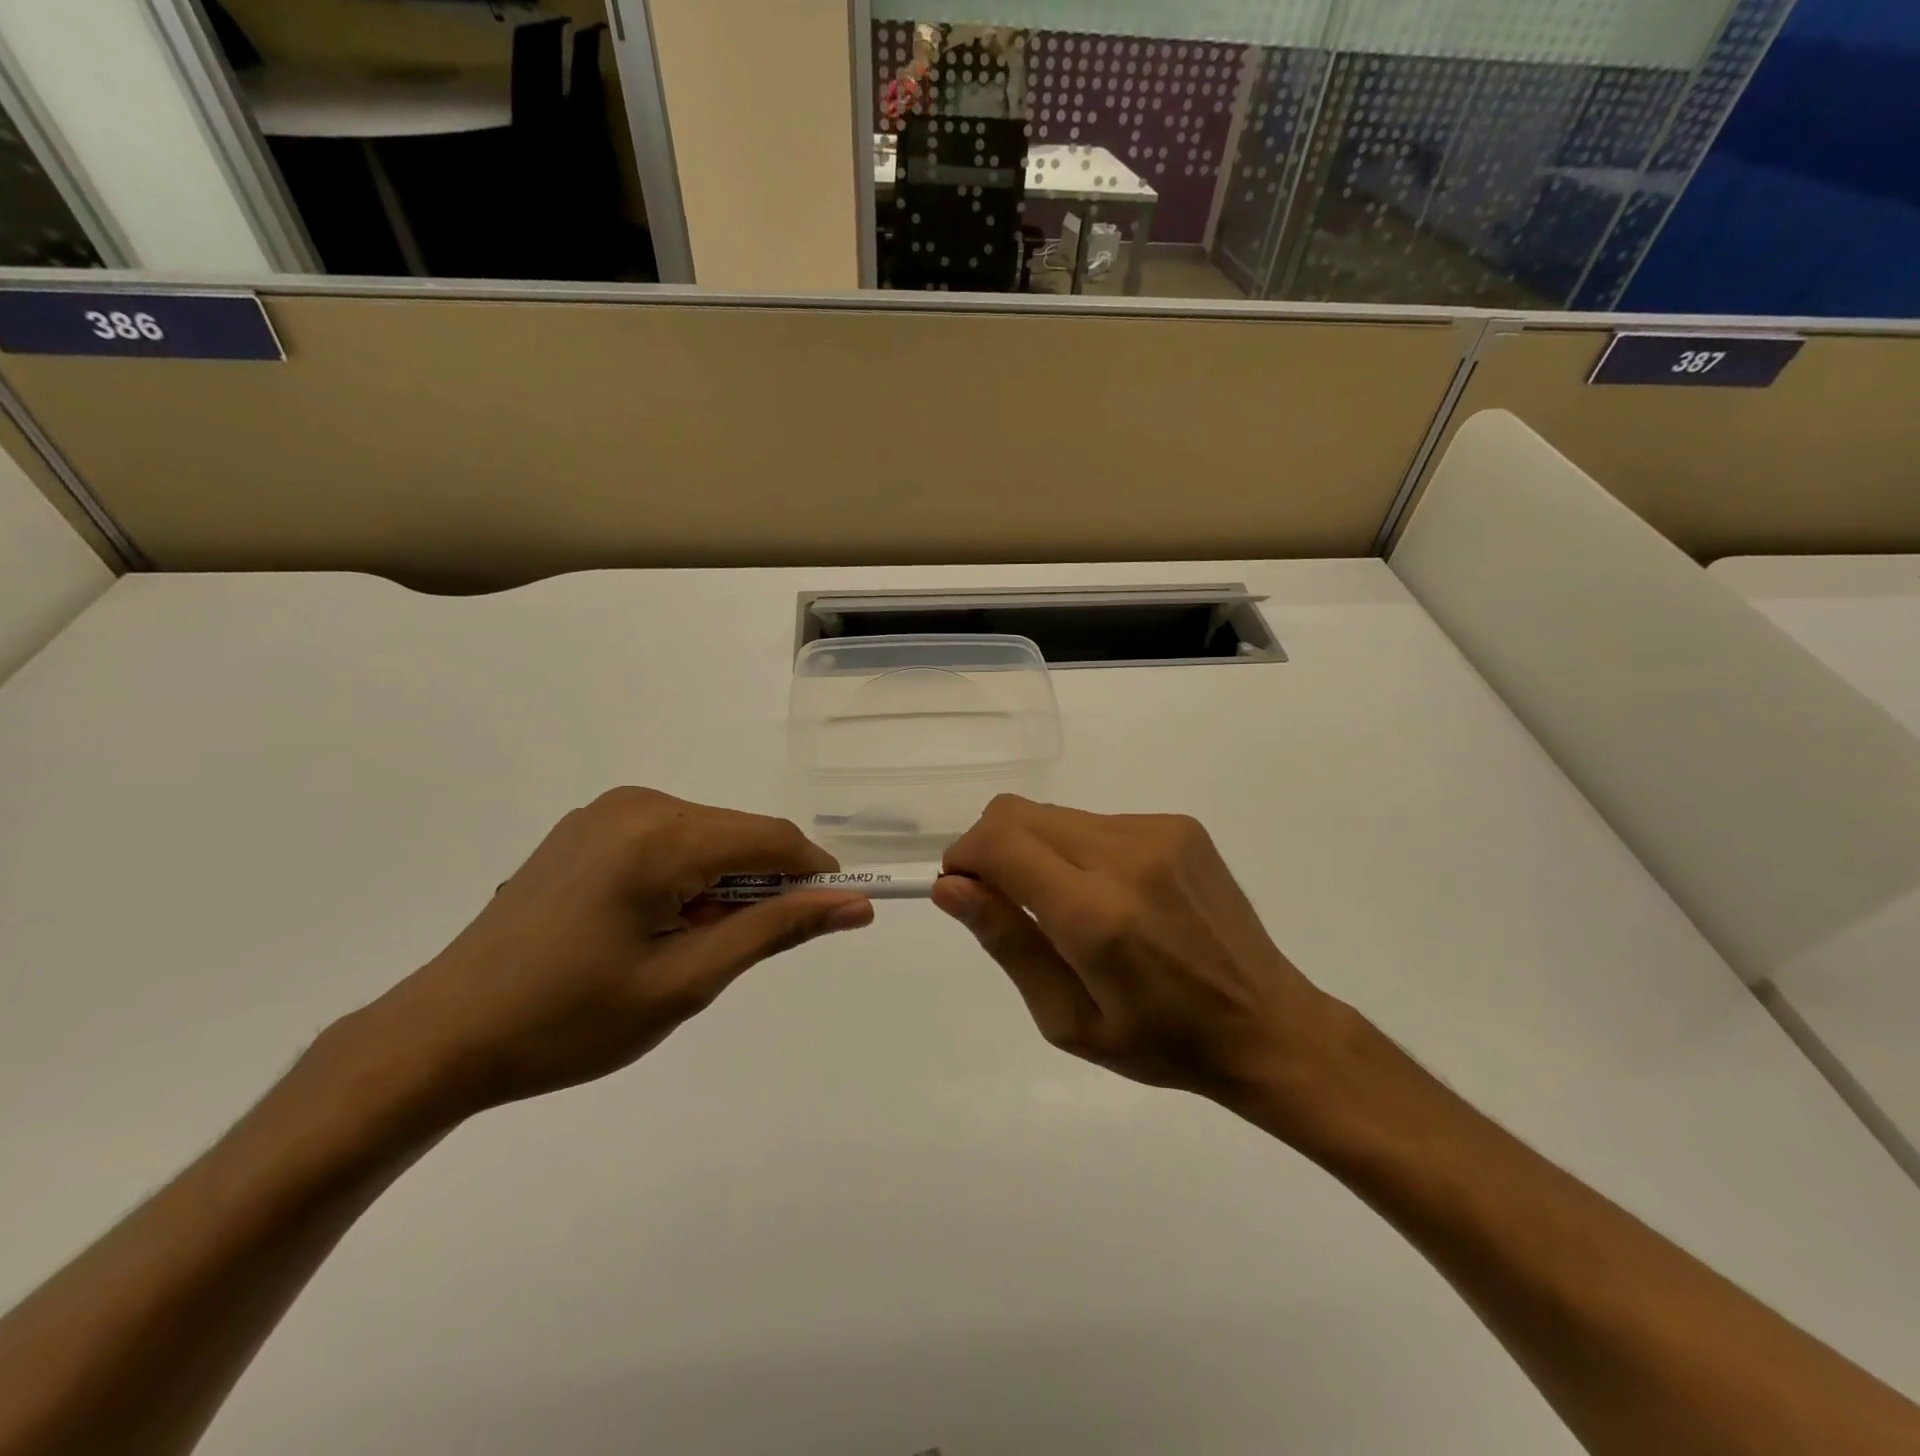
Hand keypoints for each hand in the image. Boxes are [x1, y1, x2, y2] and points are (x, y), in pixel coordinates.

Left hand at [346, 789, 874, 1120]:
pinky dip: (686, 876)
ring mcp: (606, 811)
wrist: (442, 1037)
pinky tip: (652, 925)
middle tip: (739, 951)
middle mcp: (637, 803)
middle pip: (739, 834)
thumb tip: (854, 904)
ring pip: (707, 837)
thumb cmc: (570, 1020)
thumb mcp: (687, 981)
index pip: (773, 838)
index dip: (814, 875)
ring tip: (687, 947)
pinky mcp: (586, 828)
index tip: (833, 917)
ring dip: (722, 884)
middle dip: (762, 885)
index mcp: (660, 835)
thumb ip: (776, 930)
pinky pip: (668, 839)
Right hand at [934, 796, 1341, 1116]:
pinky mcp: (1180, 824)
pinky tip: (1111, 896)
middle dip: (990, 848)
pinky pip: (1097, 821)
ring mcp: (1158, 832)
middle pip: (1018, 813)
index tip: (962, 890)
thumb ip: (1007, 942)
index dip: (964, 857)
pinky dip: (1078, 849)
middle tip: (1005, 902)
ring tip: (1067, 907)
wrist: (1266, 1024)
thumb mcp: (1067, 1019)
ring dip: (1036, 849)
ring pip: (1055, 814)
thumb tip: (950, 886)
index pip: (999, 842)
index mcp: (1096, 914)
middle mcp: (1127, 855)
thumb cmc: (1161, 1042)